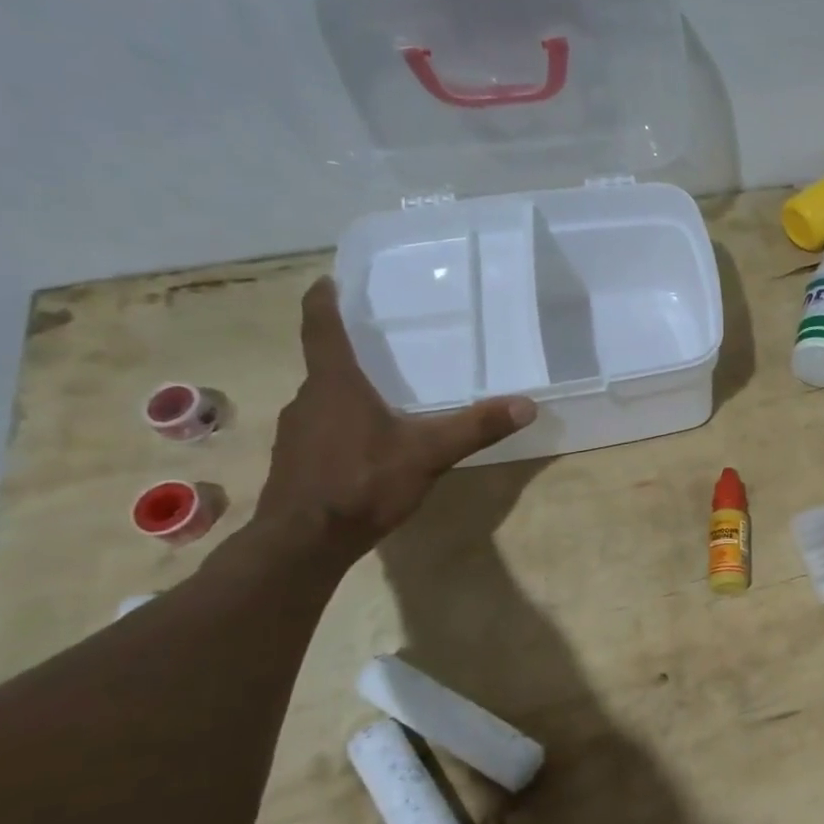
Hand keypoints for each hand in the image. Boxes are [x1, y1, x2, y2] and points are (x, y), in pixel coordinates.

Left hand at [254, 278, 537, 553]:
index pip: (321, 327)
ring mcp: (297, 432)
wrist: (303, 543)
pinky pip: (323, 429)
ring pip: (326, 399)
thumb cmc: (362, 483)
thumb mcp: (428, 454)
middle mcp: (309, 399)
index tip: (329, 279)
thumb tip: (527, 405)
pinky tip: (372, 445)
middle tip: (387, 347)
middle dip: (353, 353)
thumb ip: (475, 428)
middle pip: (327, 363)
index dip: (324, 300)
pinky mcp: (296, 460)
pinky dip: (344, 424)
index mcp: (335, 384)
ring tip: (386, 396)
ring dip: (350, 392)